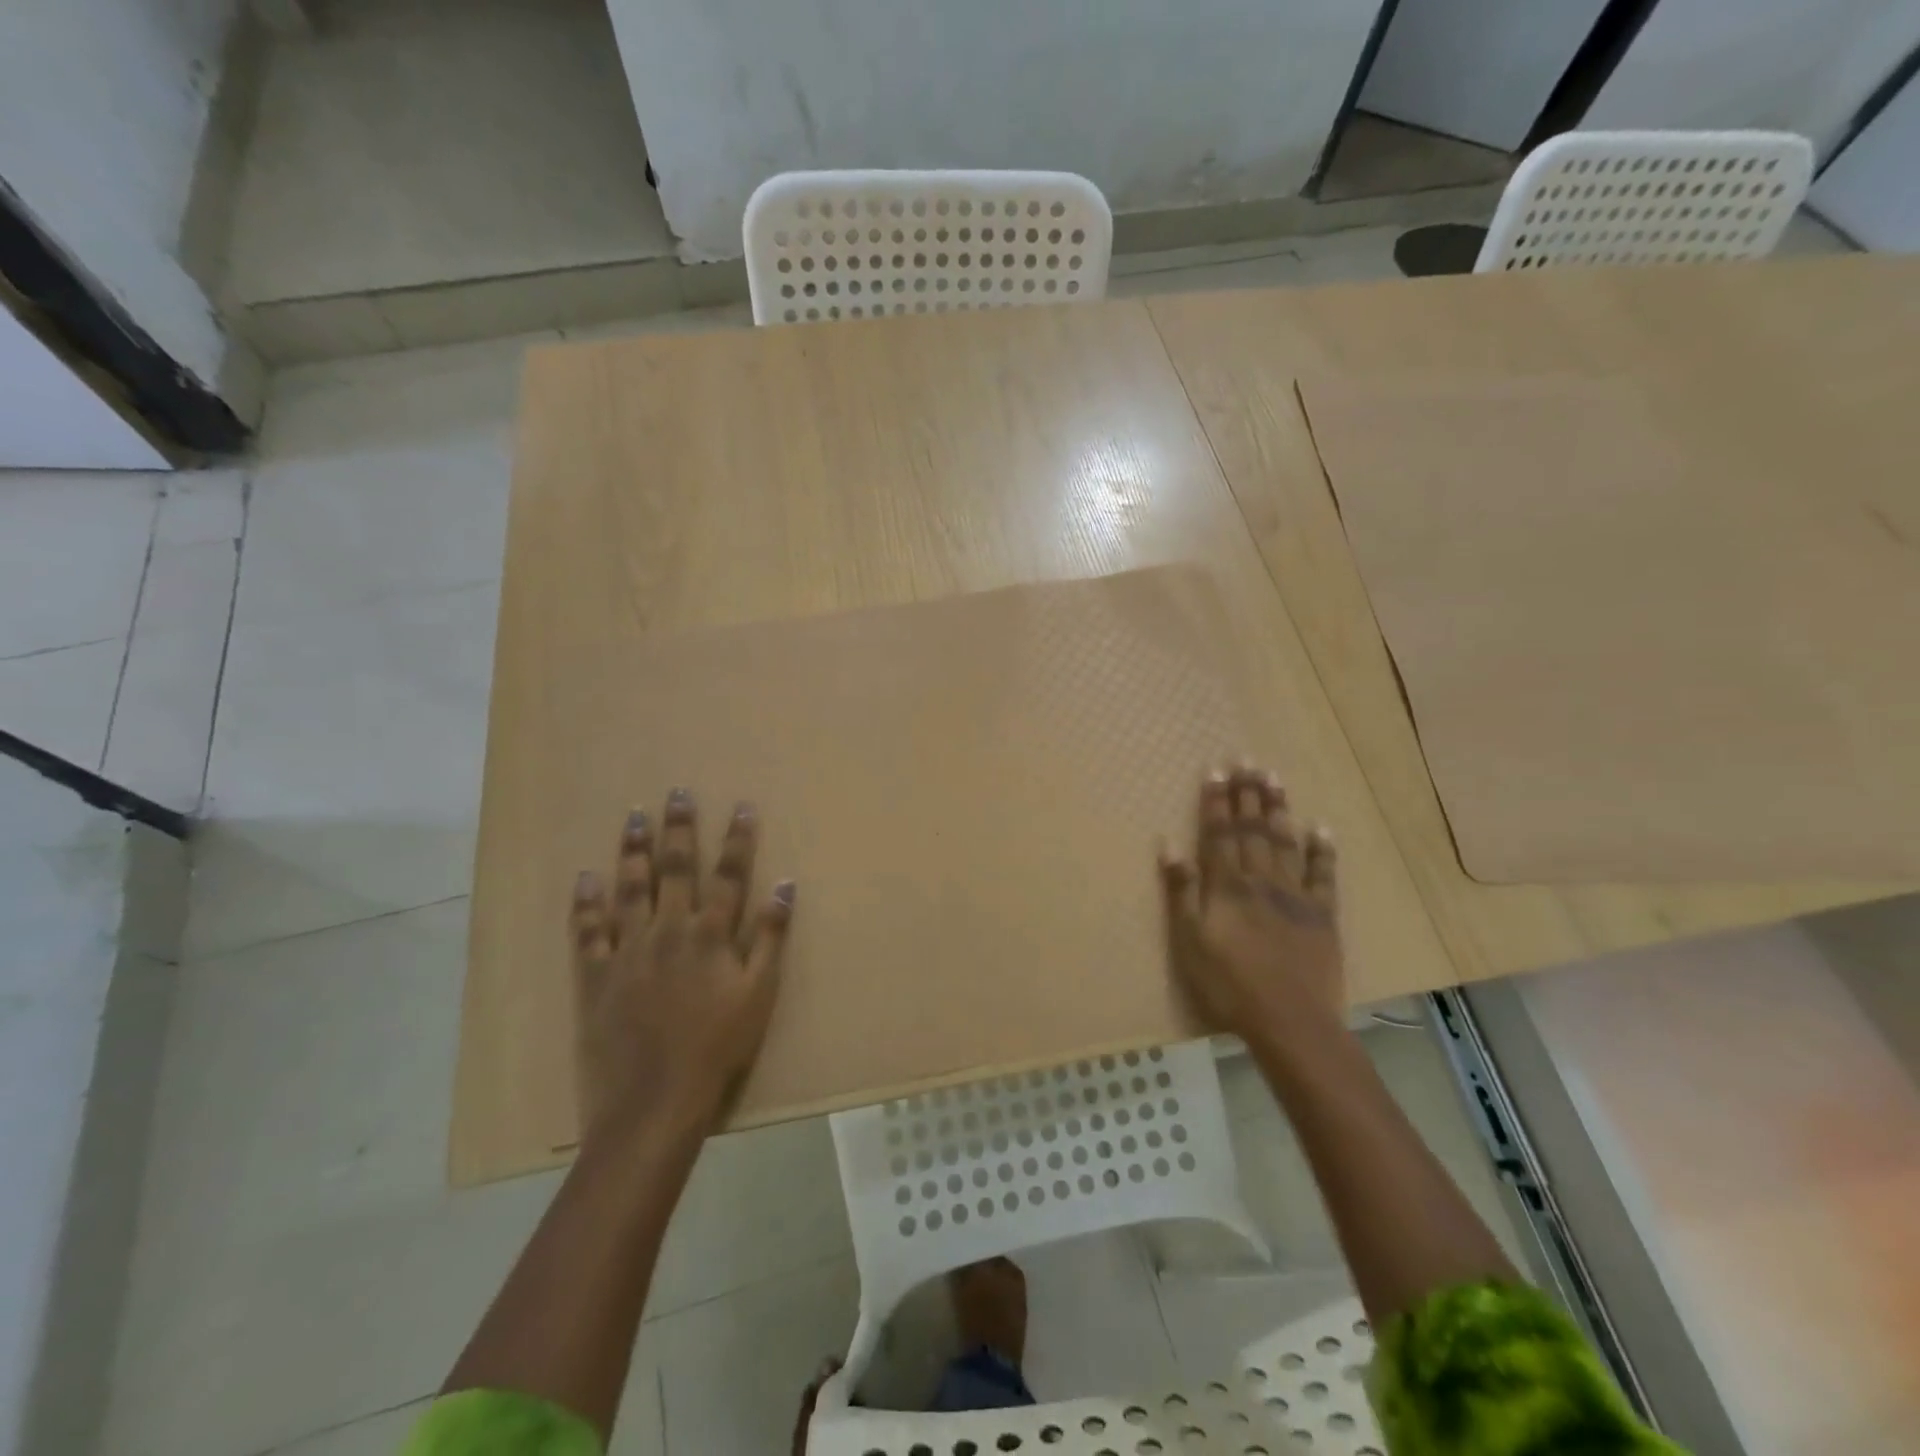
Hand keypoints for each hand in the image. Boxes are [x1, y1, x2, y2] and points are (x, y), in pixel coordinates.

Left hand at [568, 789, 794, 1149]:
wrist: (654, 1102)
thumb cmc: (718, 1049)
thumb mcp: (760, 994)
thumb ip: (771, 936)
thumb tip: (785, 885)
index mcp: (711, 935)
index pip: (730, 875)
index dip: (738, 839)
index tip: (741, 806)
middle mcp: (669, 930)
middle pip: (676, 870)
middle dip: (679, 829)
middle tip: (677, 792)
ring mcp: (628, 951)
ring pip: (630, 889)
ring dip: (634, 851)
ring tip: (635, 817)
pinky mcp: (595, 977)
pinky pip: (587, 932)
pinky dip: (586, 903)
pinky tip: (584, 877)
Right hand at [1158, 767, 1342, 1056]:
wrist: (1290, 1021)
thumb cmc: (1229, 983)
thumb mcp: (1189, 940)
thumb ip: (1182, 890)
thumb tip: (1169, 844)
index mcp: (1227, 885)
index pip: (1219, 833)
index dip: (1216, 801)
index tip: (1216, 770)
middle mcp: (1261, 879)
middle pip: (1252, 829)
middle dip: (1247, 794)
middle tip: (1247, 760)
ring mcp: (1295, 895)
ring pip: (1284, 842)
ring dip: (1278, 809)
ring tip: (1275, 778)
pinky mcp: (1322, 914)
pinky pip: (1323, 875)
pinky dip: (1321, 850)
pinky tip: (1320, 827)